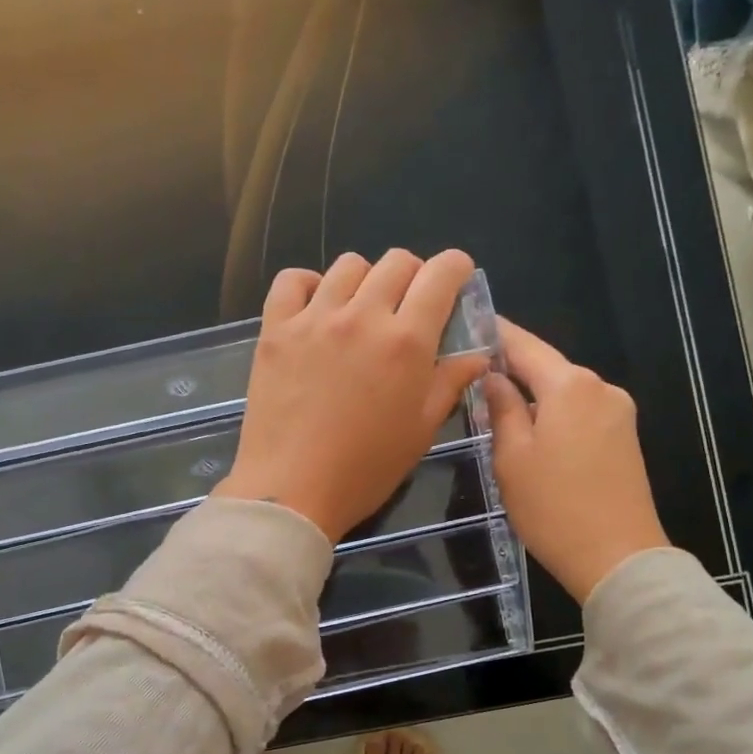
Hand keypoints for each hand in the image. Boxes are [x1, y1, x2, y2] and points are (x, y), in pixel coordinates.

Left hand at [214, 250, 489, 541]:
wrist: (292, 491)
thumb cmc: (365, 470)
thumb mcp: (420, 432)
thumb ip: (449, 384)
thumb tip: (477, 356)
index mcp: (406, 341)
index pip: (440, 274)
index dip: (455, 268)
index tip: (455, 279)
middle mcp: (362, 316)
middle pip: (396, 262)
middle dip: (413, 275)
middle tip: (408, 307)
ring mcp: (314, 319)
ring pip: (347, 266)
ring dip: (365, 280)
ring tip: (361, 311)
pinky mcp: (275, 330)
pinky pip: (292, 281)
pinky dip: (308, 284)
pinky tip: (316, 309)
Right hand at [484, 318, 669, 602]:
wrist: (617, 557)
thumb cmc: (554, 508)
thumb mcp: (512, 458)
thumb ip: (500, 409)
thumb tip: (492, 377)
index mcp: (570, 386)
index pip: (524, 345)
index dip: (495, 334)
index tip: (468, 321)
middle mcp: (600, 388)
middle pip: (548, 368)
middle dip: (512, 369)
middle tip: (472, 374)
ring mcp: (619, 413)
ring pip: (564, 393)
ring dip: (533, 397)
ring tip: (496, 410)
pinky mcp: (625, 439)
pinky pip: (581, 414)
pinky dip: (554, 416)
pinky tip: (533, 434)